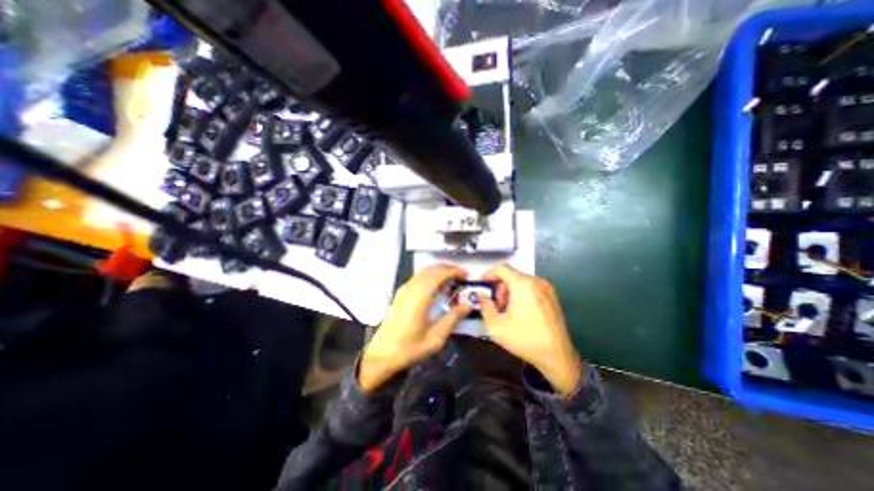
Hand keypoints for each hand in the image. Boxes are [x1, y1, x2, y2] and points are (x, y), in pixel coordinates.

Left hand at [359, 262, 470, 391]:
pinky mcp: (400, 294)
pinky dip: (430, 277)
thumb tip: (467, 305)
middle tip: (461, 277)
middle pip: (431, 269)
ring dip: (439, 273)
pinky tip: (437, 290)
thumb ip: (452, 319)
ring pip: (423, 272)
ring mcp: (403, 290)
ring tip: (451, 284)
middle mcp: (410, 289)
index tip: (465, 275)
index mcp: (419, 298)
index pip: (438, 274)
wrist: (381, 355)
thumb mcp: (435, 338)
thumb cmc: (409, 349)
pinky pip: (418, 278)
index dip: (453, 271)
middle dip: (448, 269)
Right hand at [477, 265, 578, 394]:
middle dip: (500, 287)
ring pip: (521, 281)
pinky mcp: (552, 296)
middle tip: (496, 305)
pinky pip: (531, 287)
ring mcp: (547, 288)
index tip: (483, 284)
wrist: (557, 356)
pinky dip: (522, 293)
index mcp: (523, 285)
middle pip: (512, 275)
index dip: (489, 274)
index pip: (502, 269)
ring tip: (508, 310)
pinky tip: (521, 311)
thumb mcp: (497, 327)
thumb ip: (485, 307)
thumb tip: (481, 296)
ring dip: (510, 291)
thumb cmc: (526, 340)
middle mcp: (536, 282)